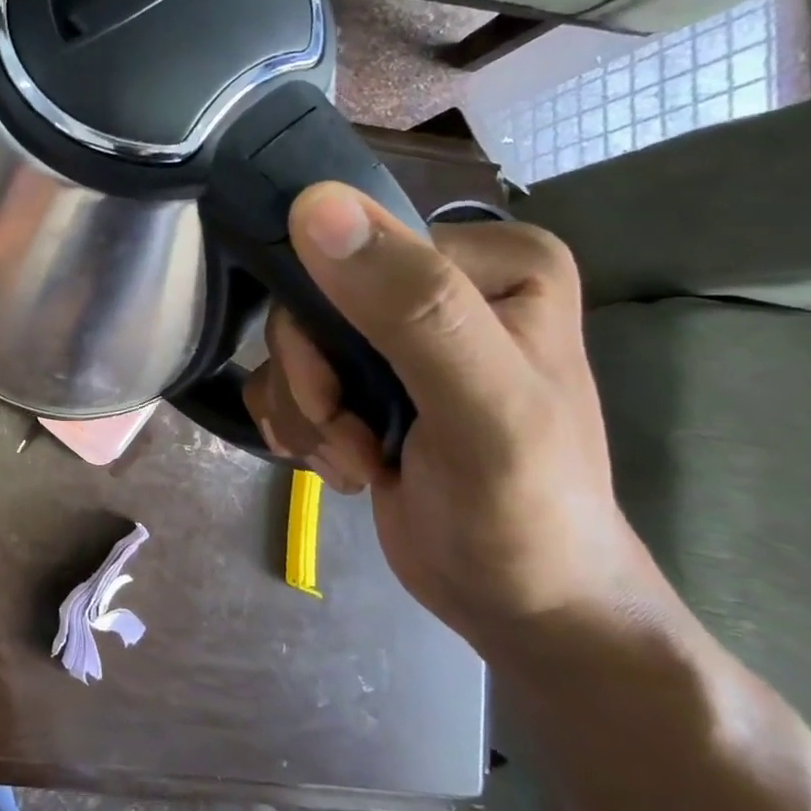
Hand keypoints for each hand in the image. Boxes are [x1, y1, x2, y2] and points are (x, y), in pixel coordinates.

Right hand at [243, 183, 667, 648]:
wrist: (523, 606)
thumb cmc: (524, 510)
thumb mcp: (480, 407)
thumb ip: (410, 304)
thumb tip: (312, 204)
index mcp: (491, 259)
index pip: (350, 254)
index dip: (323, 329)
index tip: (347, 401)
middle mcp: (442, 280)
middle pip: (310, 302)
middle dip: (314, 384)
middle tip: (353, 441)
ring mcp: (399, 330)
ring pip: (289, 344)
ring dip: (306, 414)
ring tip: (358, 462)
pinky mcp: (367, 374)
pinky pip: (286, 375)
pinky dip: (299, 426)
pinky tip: (343, 463)